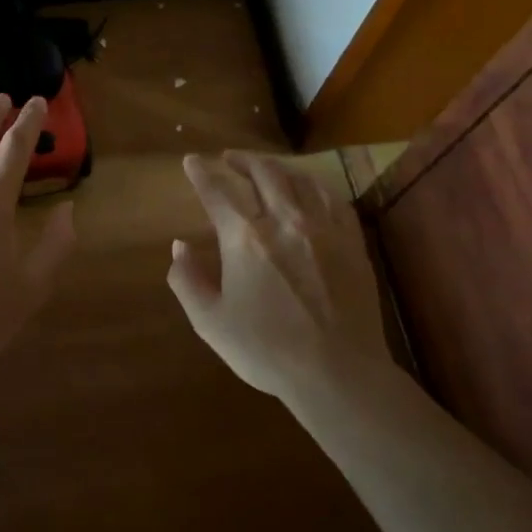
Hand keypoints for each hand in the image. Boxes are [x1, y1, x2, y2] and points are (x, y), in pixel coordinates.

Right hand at [168, 151, 395, 405]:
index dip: (201, 173)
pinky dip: (315, 186)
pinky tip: (310, 189)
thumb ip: (187, 280)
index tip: (191, 161)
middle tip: (228, 158)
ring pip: (300, 179)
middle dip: (241, 160)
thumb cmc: (266, 350)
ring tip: (266, 167)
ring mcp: (323, 229)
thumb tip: (179, 246)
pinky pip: (333, 200)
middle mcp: (284, 221)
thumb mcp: (210, 322)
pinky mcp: (351, 243)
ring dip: (277, 167)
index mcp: (245, 238)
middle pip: (263, 173)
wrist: (337, 373)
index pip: (217, 191)